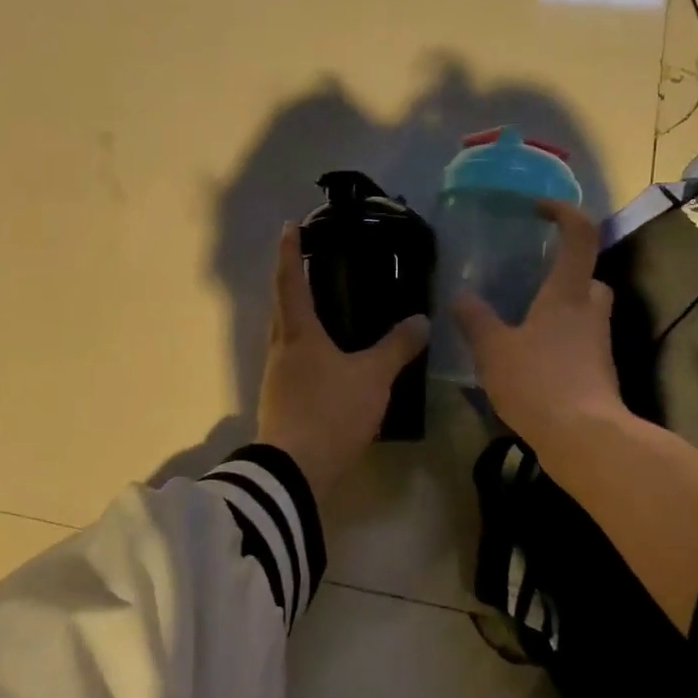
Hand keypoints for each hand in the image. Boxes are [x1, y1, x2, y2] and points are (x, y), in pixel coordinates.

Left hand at [257, 223, 429, 500]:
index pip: (291, 281)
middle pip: (283, 307)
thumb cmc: (331, 411)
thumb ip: (397, 347)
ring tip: (324, 310)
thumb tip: (421, 320)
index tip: (289, 226)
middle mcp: (281, 348)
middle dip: (293, 282)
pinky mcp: (281, 401)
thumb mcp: (372, 377)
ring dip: (299, 317)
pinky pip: (294, 361)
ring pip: (287, 336)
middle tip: (312, 264)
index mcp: (298, 333)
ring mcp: (277, 377)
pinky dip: (308, 349)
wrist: (295, 472)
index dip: (291, 252)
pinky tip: (328, 360)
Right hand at [452, 199, 629, 456]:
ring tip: (521, 322)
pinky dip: (559, 341)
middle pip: (587, 276)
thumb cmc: (539, 382)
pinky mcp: (599, 371)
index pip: (580, 234)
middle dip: (563, 272)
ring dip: (560, 309)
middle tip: (529, 280)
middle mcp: (590, 309)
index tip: (538, 208)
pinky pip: (579, 341)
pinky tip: (529, 360)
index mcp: (567, 292)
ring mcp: (599, 342)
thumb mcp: (493, 349)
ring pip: (584, 310)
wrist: (585, 439)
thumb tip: (461, 296)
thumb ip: (475, 319)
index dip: (563, 212)